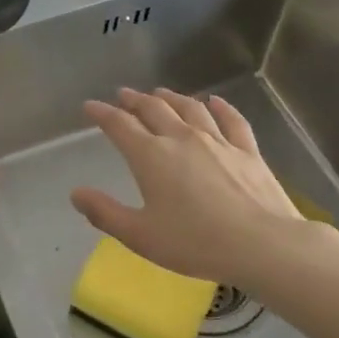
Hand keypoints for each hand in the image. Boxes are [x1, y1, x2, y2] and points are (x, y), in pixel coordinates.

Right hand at [71, 87, 334, 288]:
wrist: (263, 245)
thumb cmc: (195, 243)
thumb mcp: (140, 235)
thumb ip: (105, 213)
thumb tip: (76, 194)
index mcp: (151, 156)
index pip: (120, 125)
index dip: (102, 113)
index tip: (90, 106)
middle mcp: (181, 138)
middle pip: (153, 109)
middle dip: (134, 100)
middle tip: (123, 95)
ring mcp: (217, 141)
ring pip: (189, 108)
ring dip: (171, 97)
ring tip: (160, 92)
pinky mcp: (247, 150)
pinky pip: (231, 119)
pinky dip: (220, 106)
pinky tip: (214, 101)